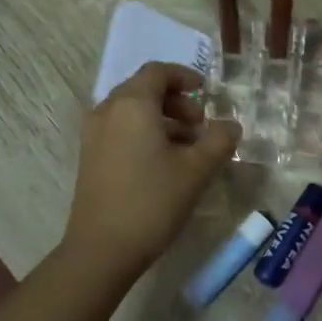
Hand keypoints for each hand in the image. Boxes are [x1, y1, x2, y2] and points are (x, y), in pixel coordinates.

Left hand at [62, 63, 239, 277]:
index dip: (184, 76)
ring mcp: (94, 135)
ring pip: (132, 113)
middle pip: (143, 90)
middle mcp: (107, 111)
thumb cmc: (153, 201)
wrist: (102, 248)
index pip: (157, 72)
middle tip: (201, 125)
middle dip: (176, 101)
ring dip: (162, 120)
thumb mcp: (196, 169)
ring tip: (188, 148)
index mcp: (132, 105)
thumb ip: (219, 141)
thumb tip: (231, 126)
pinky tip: (164, 163)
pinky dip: (145, 134)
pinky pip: (121, 131)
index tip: (206, 91)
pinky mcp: (90, 158)